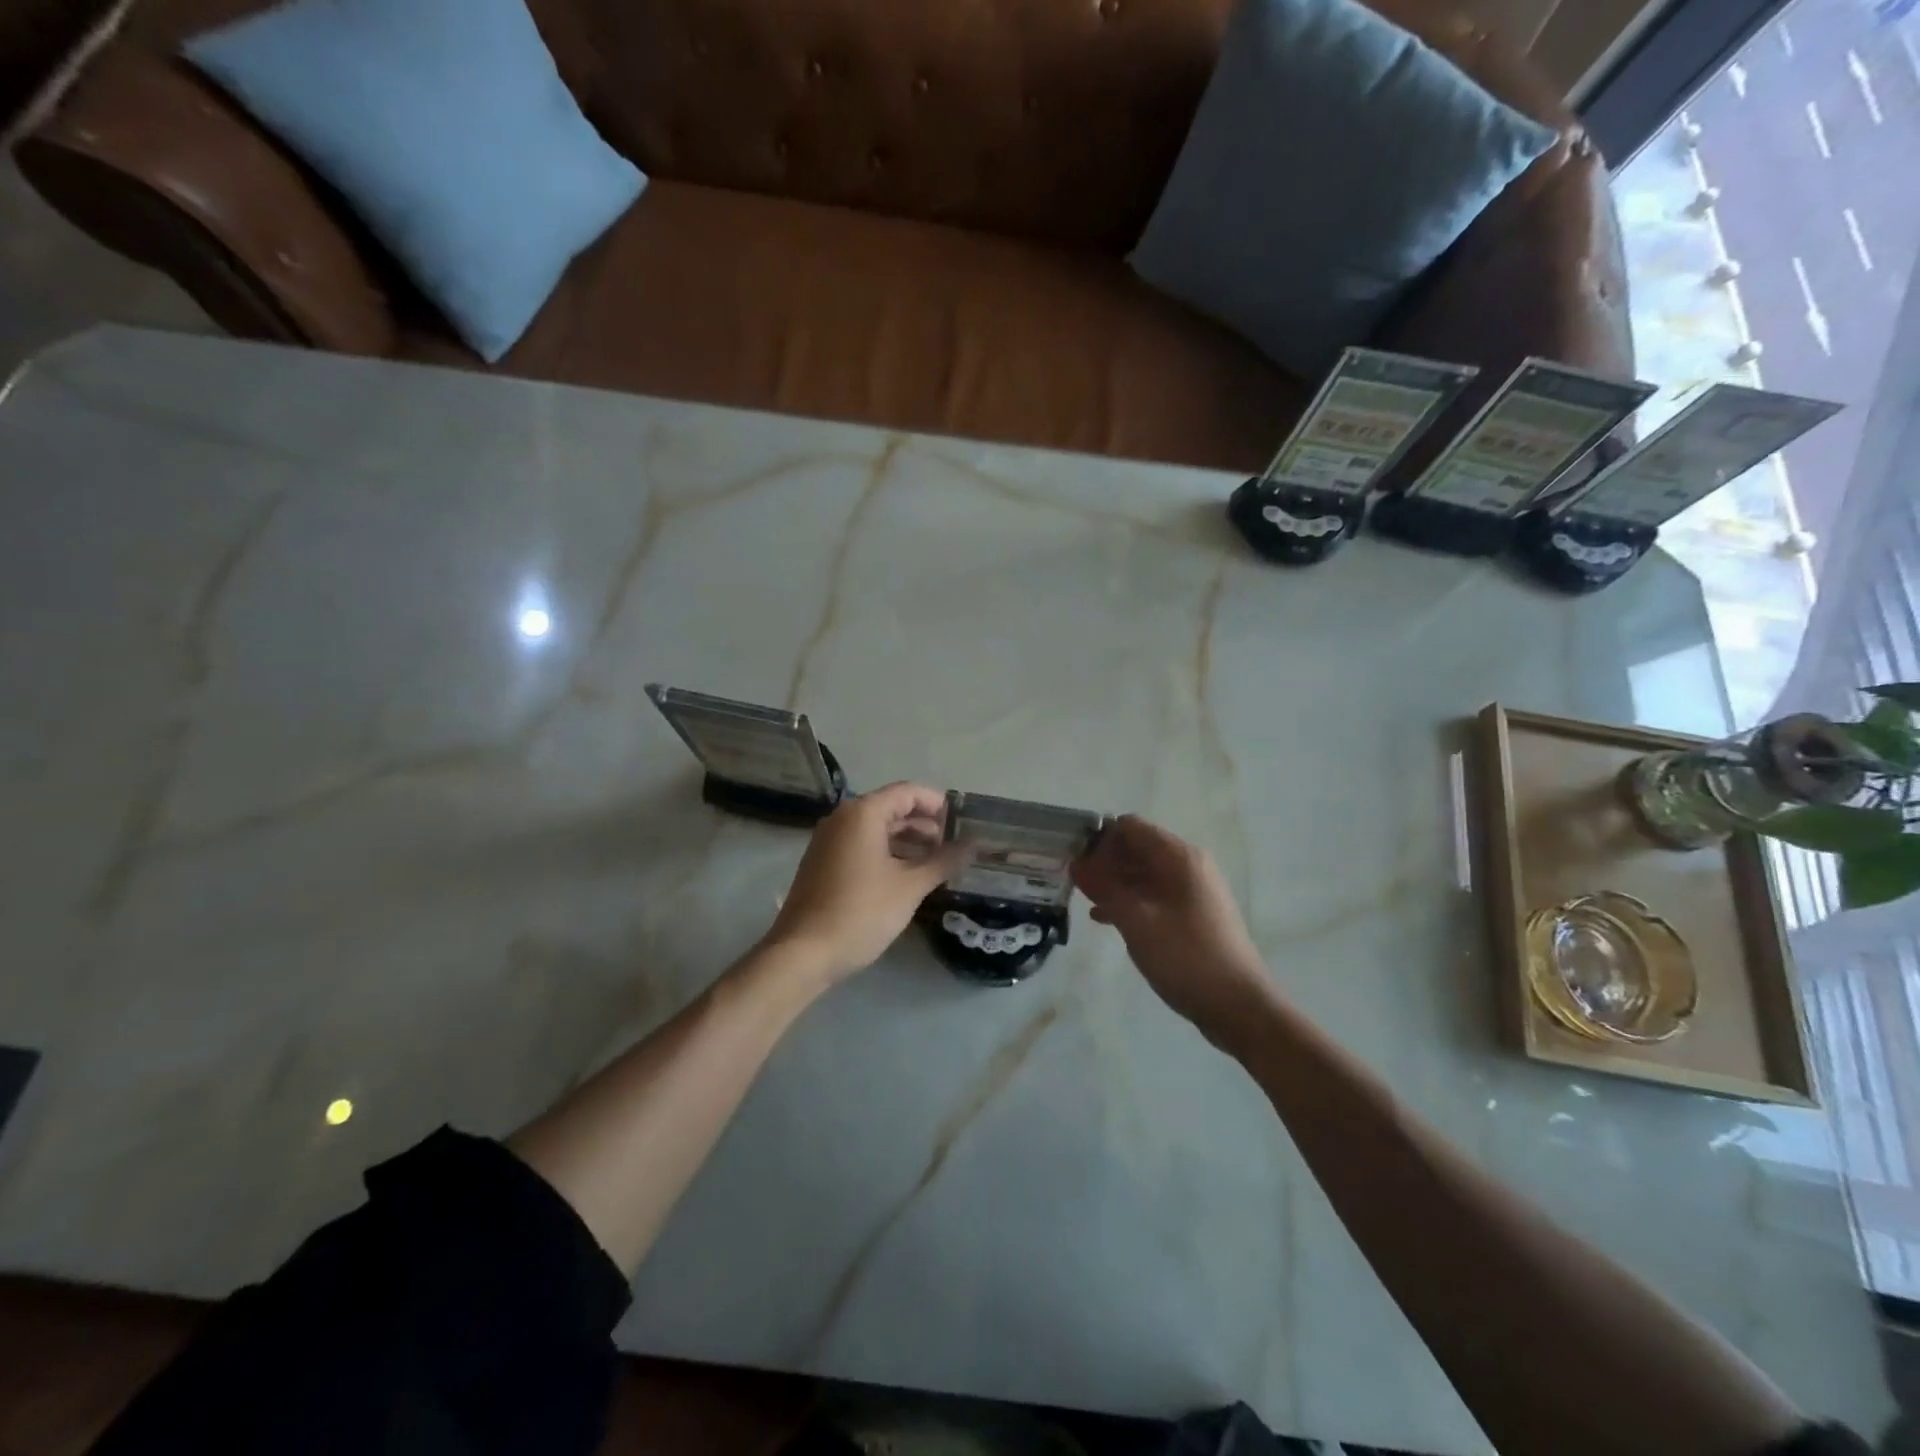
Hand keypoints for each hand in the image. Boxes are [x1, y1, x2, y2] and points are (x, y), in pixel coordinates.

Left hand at [763, 782, 968, 985]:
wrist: (802, 953)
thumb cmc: (860, 913)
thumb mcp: (909, 887)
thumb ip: (943, 861)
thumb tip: (974, 846)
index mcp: (862, 813)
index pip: (908, 792)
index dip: (938, 804)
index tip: (964, 823)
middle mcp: (843, 818)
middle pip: (892, 808)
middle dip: (925, 824)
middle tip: (956, 845)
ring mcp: (829, 840)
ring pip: (877, 829)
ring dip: (908, 840)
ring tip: (938, 862)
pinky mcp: (823, 862)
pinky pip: (862, 845)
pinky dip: (888, 852)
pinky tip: (908, 875)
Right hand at [1072, 815, 1274, 1048]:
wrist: (1239, 1006)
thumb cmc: (1186, 957)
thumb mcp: (1136, 920)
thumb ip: (1104, 888)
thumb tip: (1077, 863)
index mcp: (1179, 857)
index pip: (1130, 826)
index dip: (1099, 838)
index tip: (1074, 861)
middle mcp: (1188, 865)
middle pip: (1137, 848)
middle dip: (1104, 861)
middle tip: (1074, 883)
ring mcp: (1192, 891)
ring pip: (1143, 874)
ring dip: (1114, 883)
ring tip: (1084, 900)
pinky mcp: (1192, 915)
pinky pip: (1153, 896)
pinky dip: (1130, 901)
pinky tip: (1104, 920)